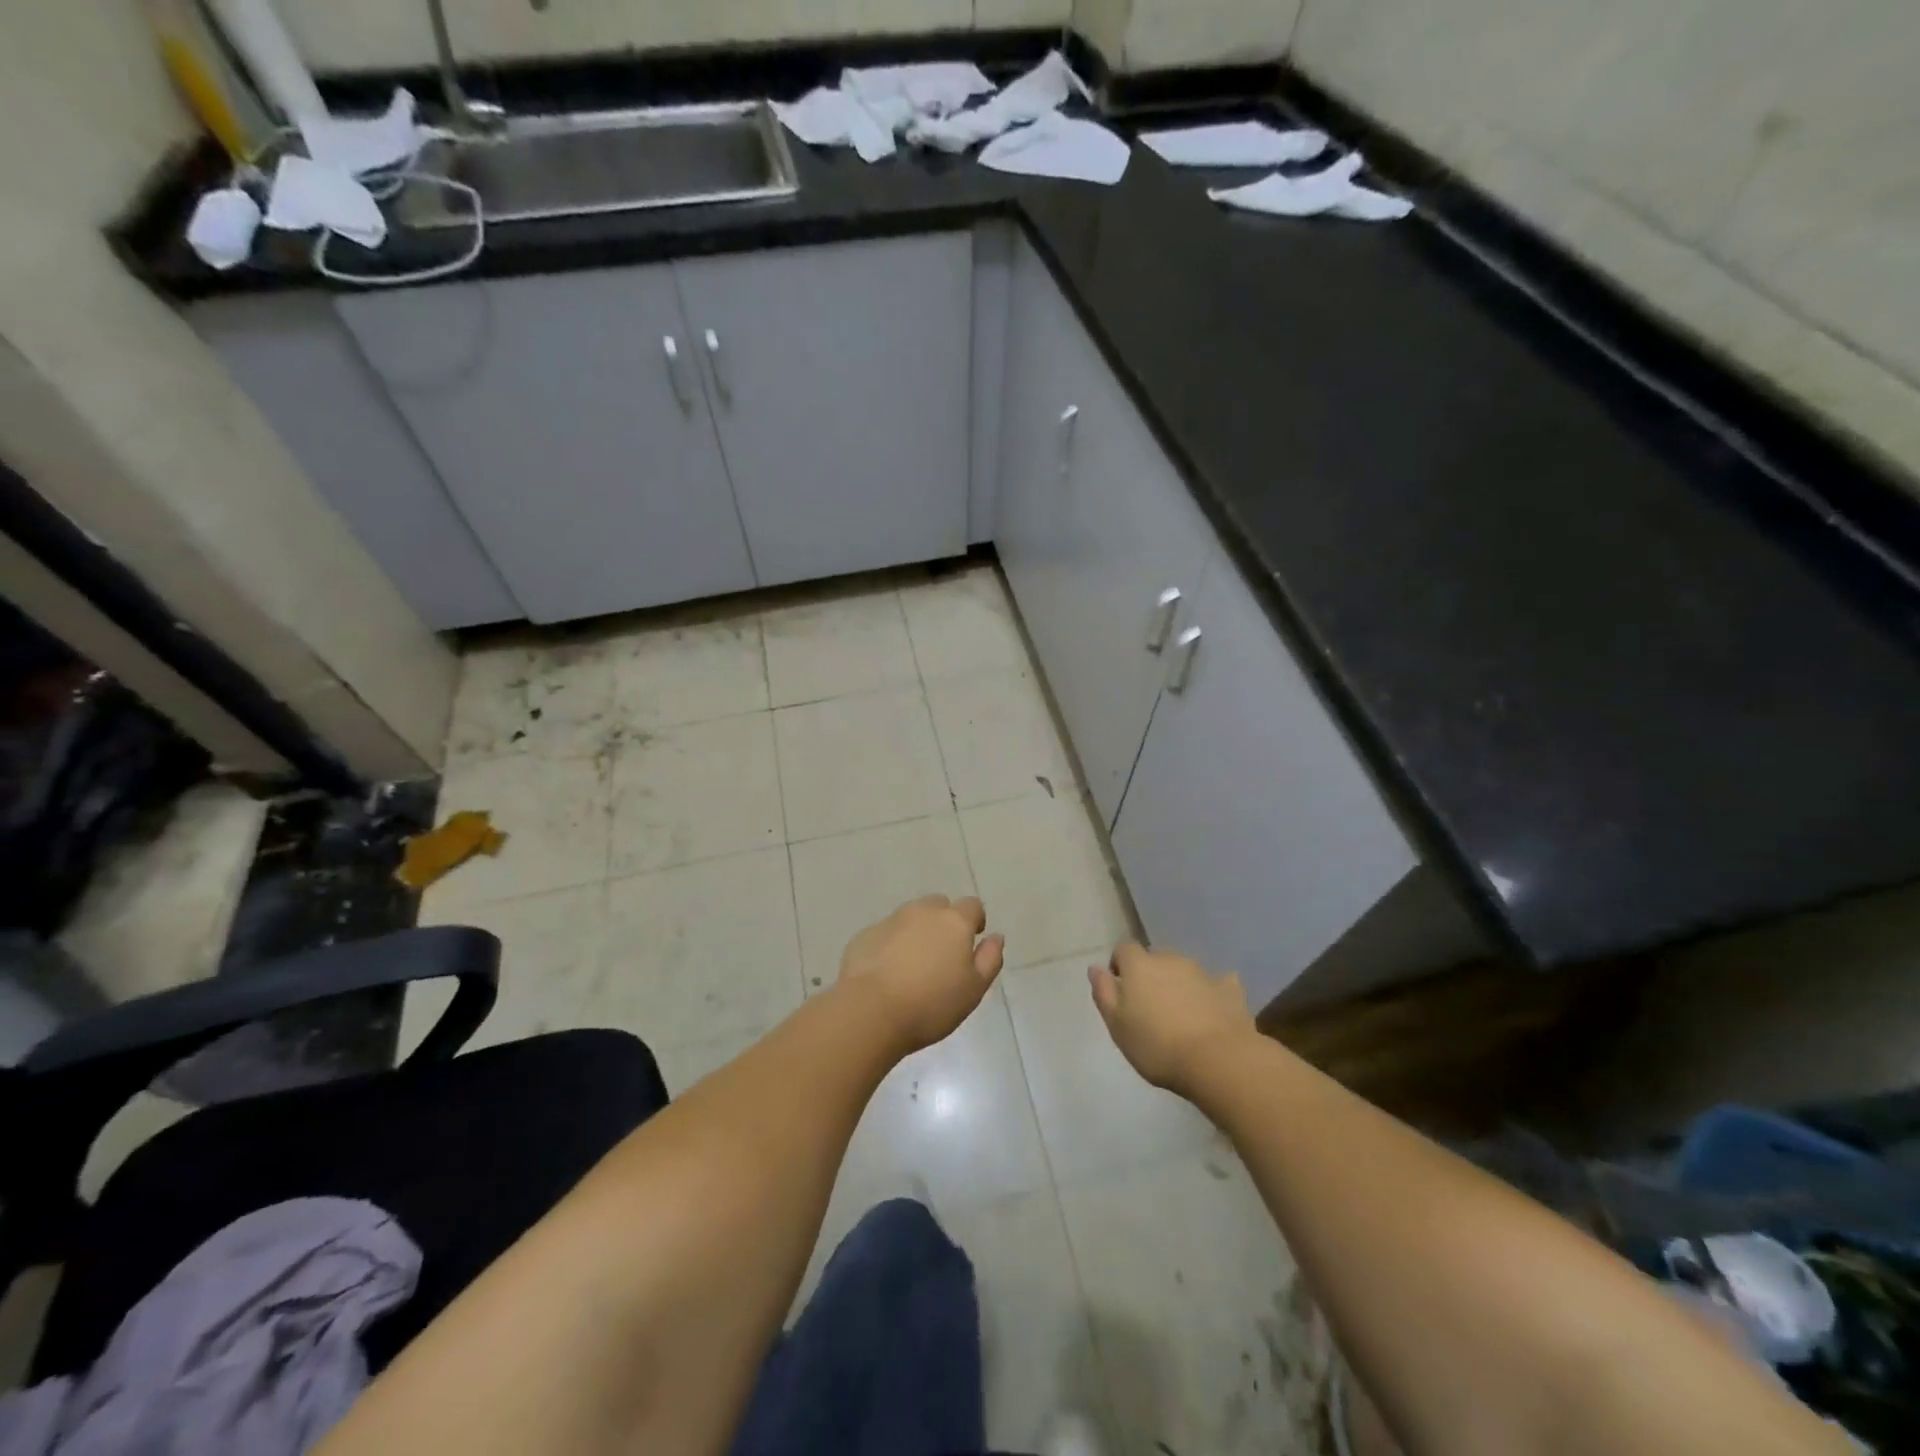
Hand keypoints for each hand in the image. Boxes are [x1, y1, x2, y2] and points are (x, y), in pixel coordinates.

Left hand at [838, 895, 1004, 1053]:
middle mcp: (923, 912)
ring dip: (917, 931)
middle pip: (939, 905)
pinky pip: (886, 933)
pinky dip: (891, 945)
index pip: (972, 906)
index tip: (972, 941)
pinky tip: (887, 972)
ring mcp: (891, 920)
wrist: (870, 1011)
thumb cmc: (931, 1003)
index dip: (975, 920)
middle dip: (944, 922)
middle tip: (942, 954)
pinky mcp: (866, 935)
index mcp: (954, 921)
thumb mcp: (974, 989)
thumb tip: (996, 937)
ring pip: (911, 917)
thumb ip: (989, 959)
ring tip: (914, 964)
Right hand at [1089, 943, 1254, 1096]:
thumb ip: (1103, 993)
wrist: (1218, 1060)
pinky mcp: (1230, 989)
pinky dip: (1211, 993)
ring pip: (1185, 971)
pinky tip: (1212, 1012)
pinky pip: (1217, 984)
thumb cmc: (1157, 1045)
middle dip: (1151, 976)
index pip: (1124, 949)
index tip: (1120, 988)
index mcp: (1139, 965)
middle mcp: (1170, 959)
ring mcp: (1203, 972)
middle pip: (1156, 959)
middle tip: (1150, 1008)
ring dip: (1180, 985)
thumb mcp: (1117, 1025)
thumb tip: (1095, 968)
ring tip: (1181, 1016)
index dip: (1120, 965)